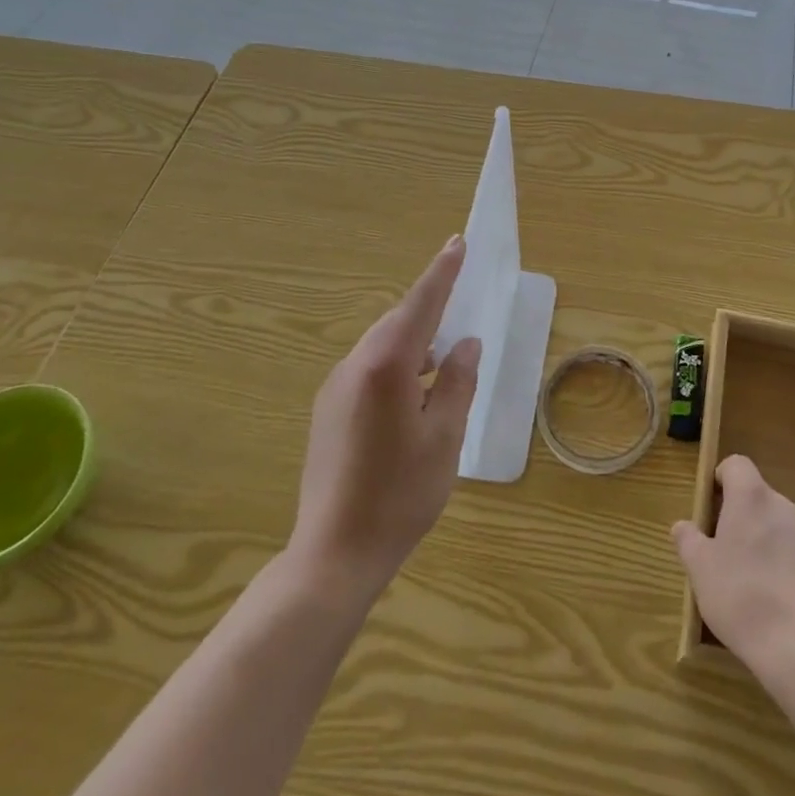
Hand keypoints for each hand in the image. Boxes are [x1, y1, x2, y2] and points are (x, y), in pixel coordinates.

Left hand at [288, 237, 481, 600]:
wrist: (334, 553)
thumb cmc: (400, 494)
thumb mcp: (445, 436)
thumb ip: (458, 381)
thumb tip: (466, 343)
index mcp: (386, 365)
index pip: (420, 304)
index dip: (442, 272)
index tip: (457, 242)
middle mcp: (355, 366)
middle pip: (398, 322)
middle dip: (430, 309)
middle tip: (461, 307)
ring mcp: (335, 387)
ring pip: (382, 346)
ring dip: (414, 342)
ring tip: (444, 360)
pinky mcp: (328, 410)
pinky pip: (368, 368)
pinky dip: (396, 365)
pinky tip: (414, 392)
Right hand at [672, 455, 794, 672]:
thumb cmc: (739, 595)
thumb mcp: (699, 568)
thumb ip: (688, 539)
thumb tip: (682, 526)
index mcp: (751, 496)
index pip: (736, 465)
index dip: (721, 479)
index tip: (710, 509)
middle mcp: (782, 505)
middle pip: (756, 495)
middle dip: (738, 514)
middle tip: (721, 550)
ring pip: (776, 522)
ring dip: (761, 537)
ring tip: (747, 578)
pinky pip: (794, 548)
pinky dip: (782, 560)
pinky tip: (773, 596)